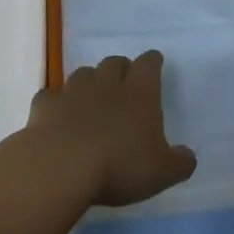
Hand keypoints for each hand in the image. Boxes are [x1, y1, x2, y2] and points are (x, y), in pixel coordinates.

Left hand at [28, 51, 197, 207]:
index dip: (152, 61)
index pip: (148, 64)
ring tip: (92, 97)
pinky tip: (56, 113)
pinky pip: (51, 96)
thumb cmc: (120, 165)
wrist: (62, 165)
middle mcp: (106, 83)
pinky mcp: (45, 105)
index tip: (154, 62)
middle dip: (120, 68)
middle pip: (114, 62)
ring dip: (89, 81)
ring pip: (83, 73)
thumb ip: (179, 162)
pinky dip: (55, 102)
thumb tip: (188, 156)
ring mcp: (72, 91)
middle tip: (124, 82)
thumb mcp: (161, 172)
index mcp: (139, 92)